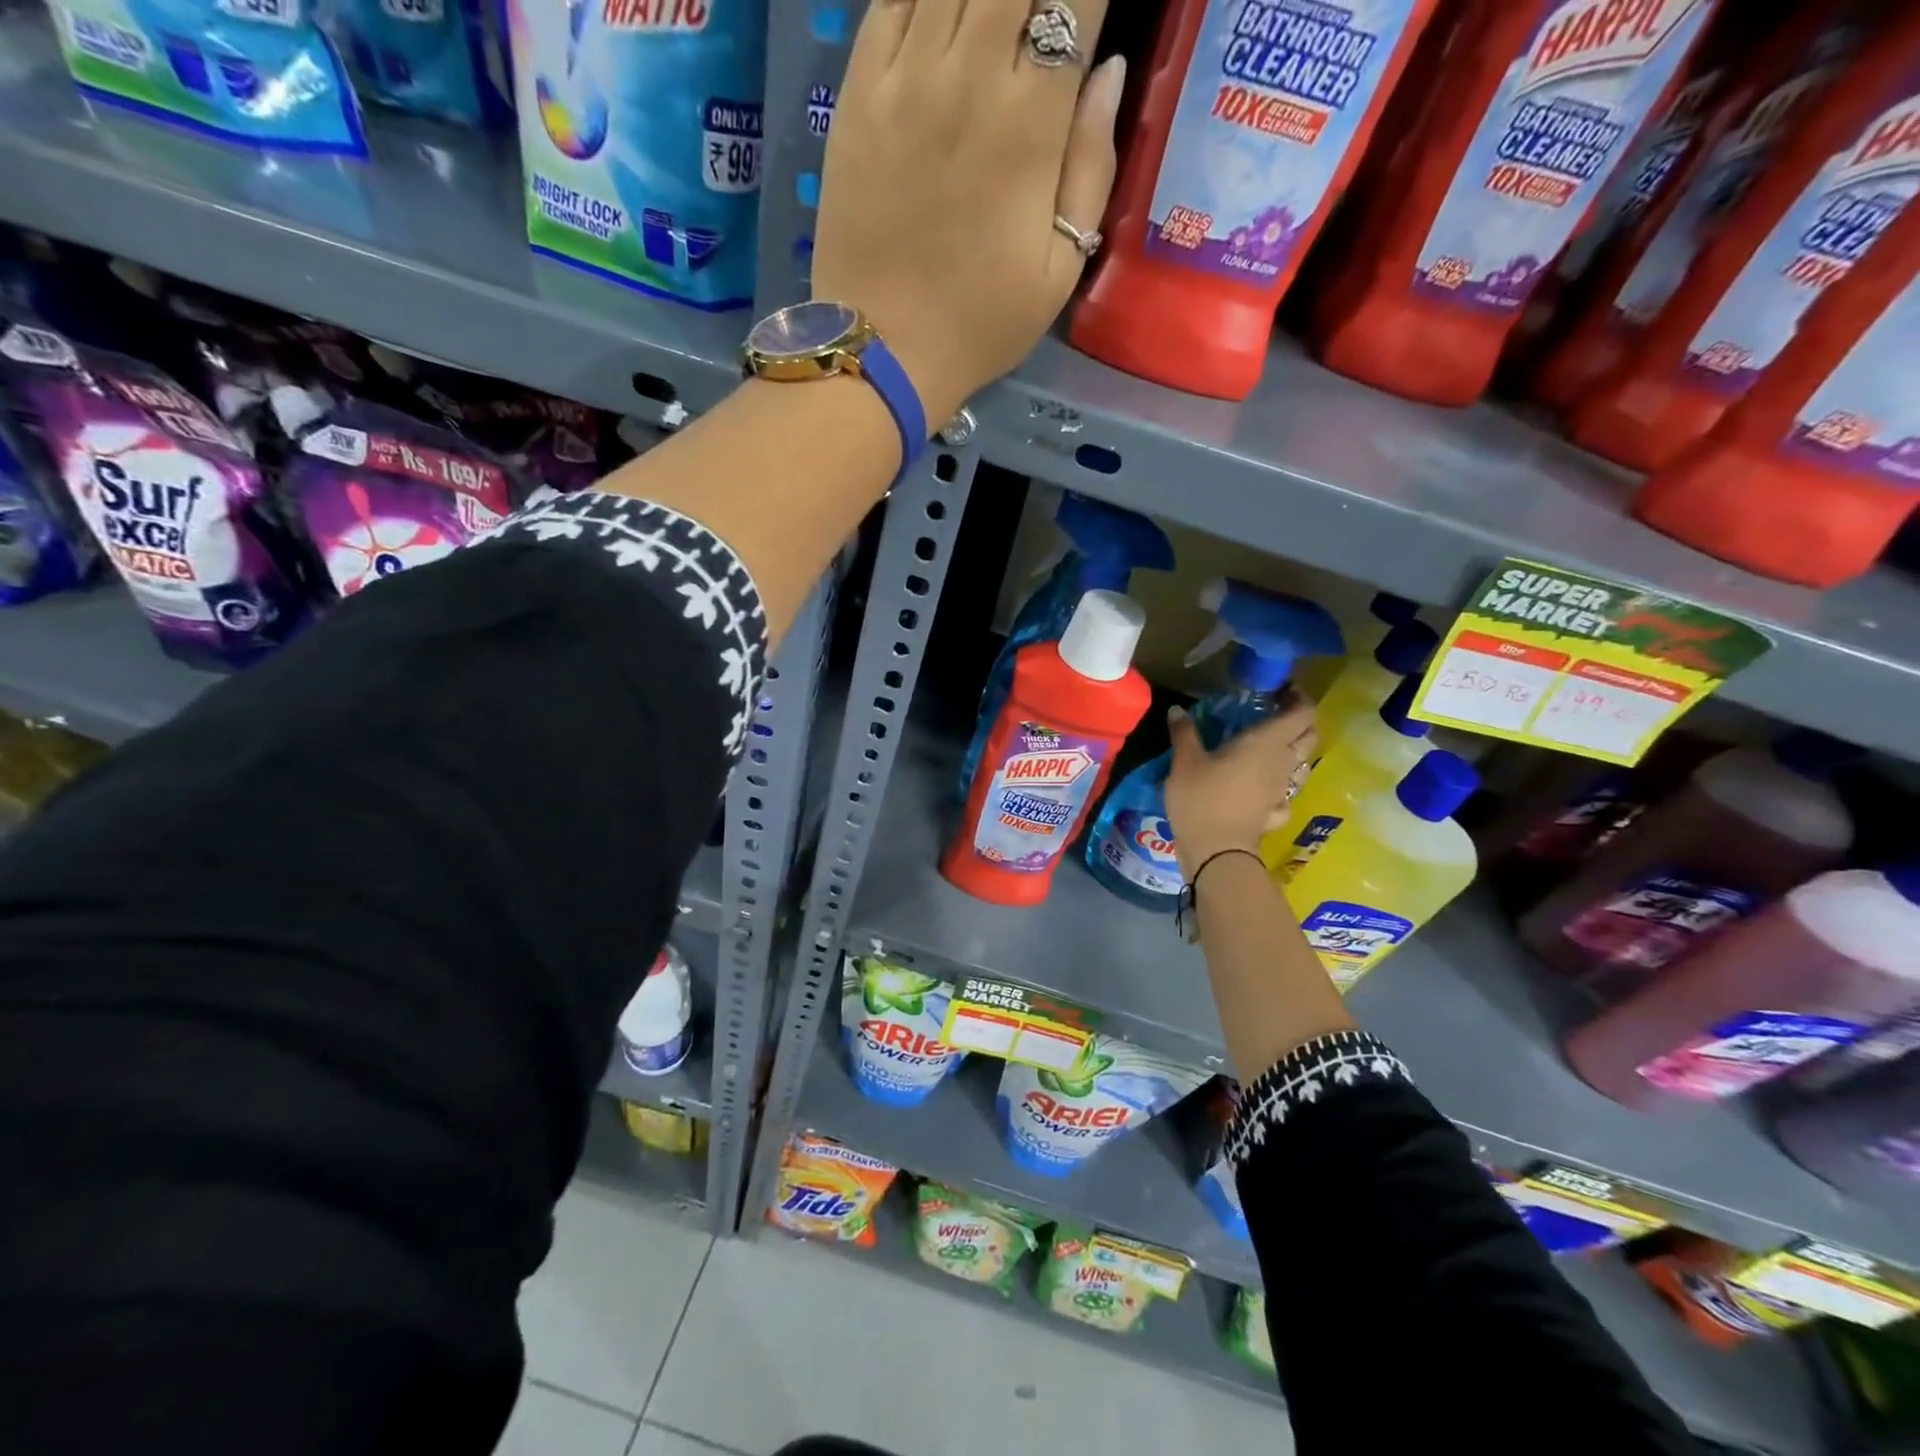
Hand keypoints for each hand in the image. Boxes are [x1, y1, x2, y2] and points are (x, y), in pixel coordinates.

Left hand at [810, 0, 1126, 429]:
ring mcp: (904, 78)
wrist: (885, 352)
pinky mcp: (858, 93)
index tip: (1085, 14)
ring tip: (994, 21)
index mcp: (1029, 124)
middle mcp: (968, 76)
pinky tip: (943, 17)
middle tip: (1039, 21)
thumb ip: (1092, 165)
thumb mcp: (1061, 269)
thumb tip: (1108, 70)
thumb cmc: (981, 323)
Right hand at [1164, 699, 1318, 880]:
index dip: (1298, 699)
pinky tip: (1264, 786)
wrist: (1216, 852)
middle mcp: (1282, 763)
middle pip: (1309, 736)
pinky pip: (1286, 792)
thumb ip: (1184, 733)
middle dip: (1300, 722)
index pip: (1301, 714)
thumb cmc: (1201, 799)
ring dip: (1293, 752)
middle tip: (1276, 714)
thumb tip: (1177, 709)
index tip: (1282, 690)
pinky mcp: (1274, 812)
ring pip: (1302, 764)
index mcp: (1265, 743)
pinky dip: (1280, 785)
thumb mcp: (1184, 762)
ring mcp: (1282, 790)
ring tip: (1269, 747)